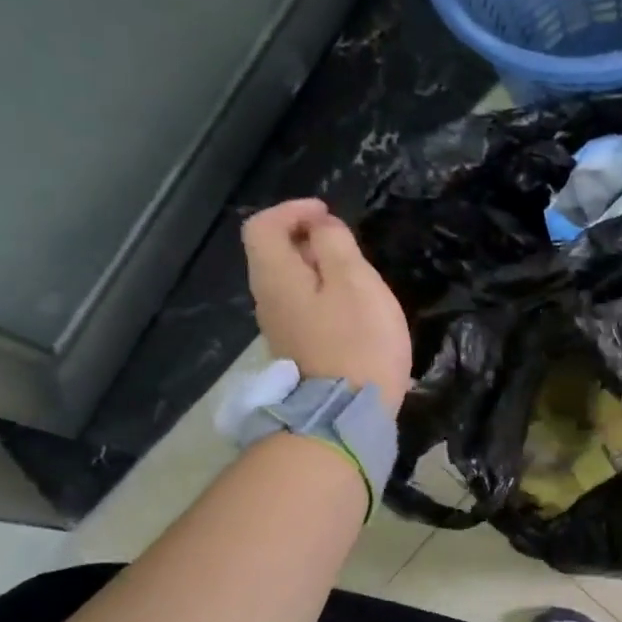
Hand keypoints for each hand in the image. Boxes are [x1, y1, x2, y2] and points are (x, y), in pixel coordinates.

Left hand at [242, 198, 411, 411]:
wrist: (347, 411)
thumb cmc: (358, 340)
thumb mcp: (355, 281)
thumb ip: (335, 245)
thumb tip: (321, 228)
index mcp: (276, 275)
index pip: (263, 225)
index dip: (292, 210)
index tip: (328, 214)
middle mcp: (267, 298)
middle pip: (273, 253)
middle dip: (306, 239)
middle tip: (345, 243)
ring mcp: (280, 328)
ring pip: (289, 282)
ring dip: (317, 269)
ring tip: (354, 275)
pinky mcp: (297, 349)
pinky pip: (302, 307)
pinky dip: (321, 295)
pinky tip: (351, 309)